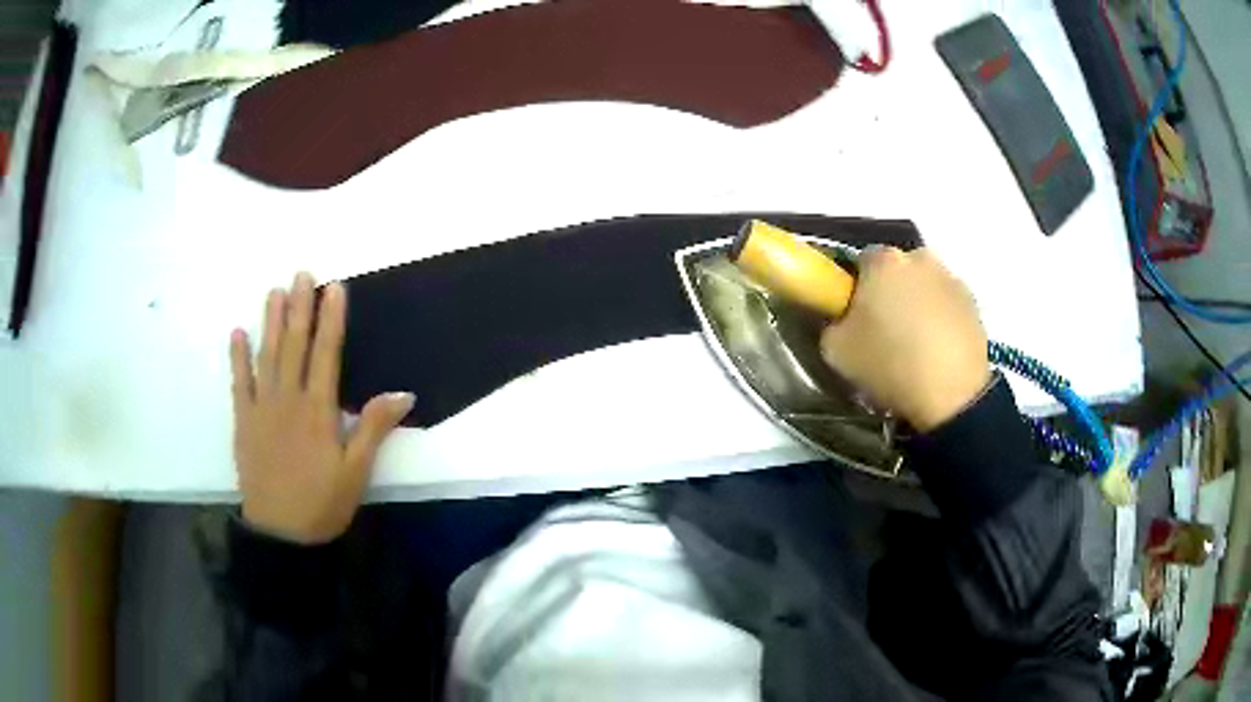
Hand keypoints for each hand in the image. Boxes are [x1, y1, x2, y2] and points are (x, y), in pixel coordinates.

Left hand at [230, 272, 414, 543]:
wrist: (281, 534)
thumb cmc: (322, 503)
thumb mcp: (357, 472)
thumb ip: (373, 428)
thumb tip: (403, 392)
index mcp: (318, 411)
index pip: (326, 354)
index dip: (331, 318)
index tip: (334, 288)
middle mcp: (288, 400)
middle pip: (295, 346)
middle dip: (299, 307)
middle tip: (301, 273)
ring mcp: (262, 408)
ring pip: (267, 356)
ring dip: (271, 322)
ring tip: (275, 292)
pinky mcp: (243, 422)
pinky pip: (239, 383)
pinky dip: (238, 357)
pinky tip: (238, 333)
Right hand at [820, 247, 990, 431]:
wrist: (952, 395)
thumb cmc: (890, 364)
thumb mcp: (836, 351)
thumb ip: (835, 323)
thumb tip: (846, 320)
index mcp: (883, 261)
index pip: (861, 262)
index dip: (856, 289)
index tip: (857, 317)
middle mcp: (919, 258)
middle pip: (897, 271)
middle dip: (891, 292)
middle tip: (885, 331)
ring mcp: (951, 278)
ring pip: (925, 286)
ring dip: (918, 305)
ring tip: (915, 346)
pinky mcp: (973, 303)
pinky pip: (947, 305)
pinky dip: (941, 321)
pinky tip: (937, 352)